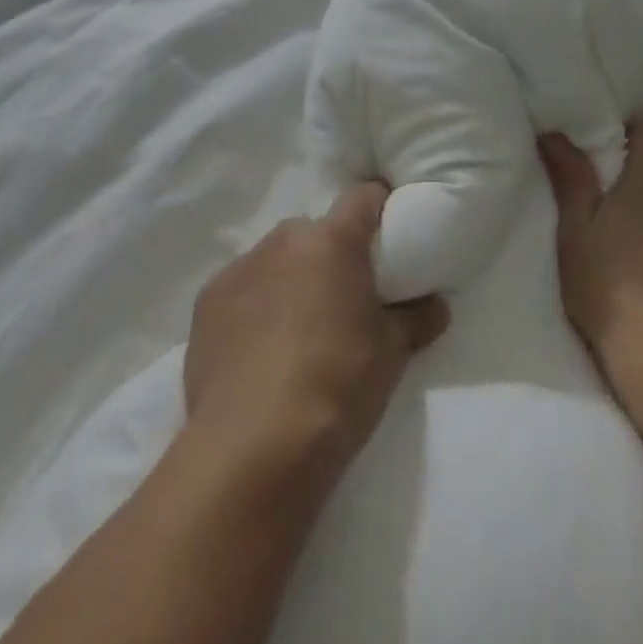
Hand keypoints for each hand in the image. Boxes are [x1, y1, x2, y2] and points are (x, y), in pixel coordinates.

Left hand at [184, 183, 449, 480]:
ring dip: (289, 279)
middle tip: (341, 300)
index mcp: (332, 241)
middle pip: (315, 232)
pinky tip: (257, 350)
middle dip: (328, 256)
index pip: (363, 197)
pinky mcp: (207, 300)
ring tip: (296, 332)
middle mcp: (283, 240)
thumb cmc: (337, 387)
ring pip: (275, 259)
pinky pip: (242, 288)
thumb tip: (435, 304)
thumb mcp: (390, 355)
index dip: (379, 208)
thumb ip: (415, 319)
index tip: (388, 233)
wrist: (252, 446)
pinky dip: (254, 305)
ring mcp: (240, 267)